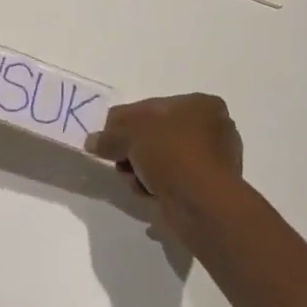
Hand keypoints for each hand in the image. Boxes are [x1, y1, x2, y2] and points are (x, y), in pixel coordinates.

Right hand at [85, 94, 244, 236]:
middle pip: (156, 134)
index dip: (124, 121)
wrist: (202, 202)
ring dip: (141, 168)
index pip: (151, 106)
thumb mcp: (129, 134)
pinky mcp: (209, 187)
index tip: (107, 138)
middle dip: (133, 148)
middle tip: (118, 159)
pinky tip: (147, 192)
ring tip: (133, 179)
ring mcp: (214, 160)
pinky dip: (156, 184)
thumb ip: (108, 136)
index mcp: (201, 104)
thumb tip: (92, 142)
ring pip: (162, 158)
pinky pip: (173, 179)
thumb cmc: (170, 152)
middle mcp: (213, 127)